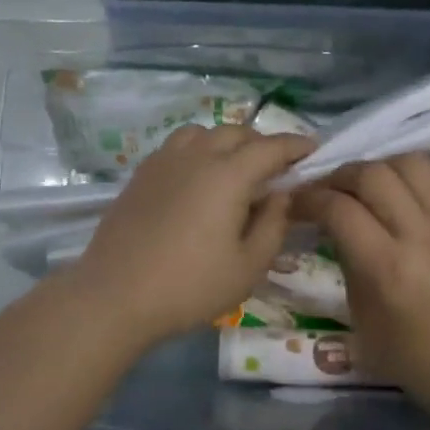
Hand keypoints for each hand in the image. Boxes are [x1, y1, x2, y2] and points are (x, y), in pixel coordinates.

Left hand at [71, 124, 315, 345]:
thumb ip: (273, 225)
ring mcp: (163, 162)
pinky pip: (177, 146)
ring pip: (203, 133)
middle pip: (236, 133)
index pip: (271, 148)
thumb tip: (281, 195)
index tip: (314, 150)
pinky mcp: (141, 175)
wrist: (115, 295)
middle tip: (276, 168)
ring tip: (234, 169)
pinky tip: (197, 179)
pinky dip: (197, 150)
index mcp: (228, 175)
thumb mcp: (248, 266)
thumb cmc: (189, 286)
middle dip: (262, 143)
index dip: (296, 146)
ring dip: (226, 142)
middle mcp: (196, 156)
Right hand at [302, 154, 429, 409]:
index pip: (338, 209)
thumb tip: (329, 220)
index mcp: (385, 266)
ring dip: (381, 166)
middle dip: (340, 177)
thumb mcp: (358, 312)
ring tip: (370, 185)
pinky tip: (408, 186)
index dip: (309, 198)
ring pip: (411, 162)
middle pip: (372, 174)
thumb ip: (345, 258)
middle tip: (329, 191)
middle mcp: (419, 234)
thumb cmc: (407, 351)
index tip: (296, 203)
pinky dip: (422, 170)